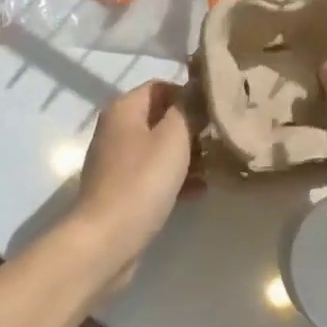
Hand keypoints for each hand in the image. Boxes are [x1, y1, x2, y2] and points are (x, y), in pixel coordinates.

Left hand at [66, 80, 197, 289]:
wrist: (106, 240)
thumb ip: (187, 109)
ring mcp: (116, 162)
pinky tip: (200, 190)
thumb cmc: (142, 180)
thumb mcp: (173, 137)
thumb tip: (196, 91)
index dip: (188, 94)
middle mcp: (116, 129)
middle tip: (219, 139)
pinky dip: (175, 178)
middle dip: (191, 128)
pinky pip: (153, 175)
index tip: (215, 110)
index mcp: (124, 109)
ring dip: (187, 155)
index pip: (161, 86)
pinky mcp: (121, 190)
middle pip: (160, 118)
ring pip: (159, 148)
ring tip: (216, 165)